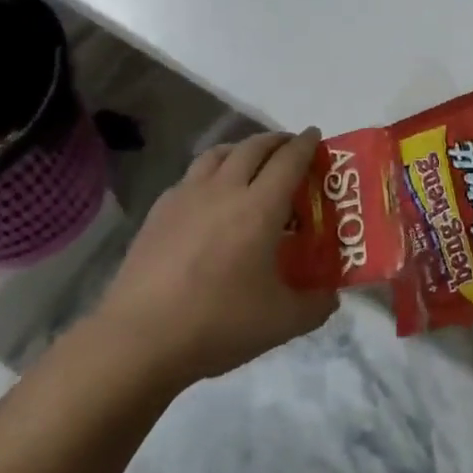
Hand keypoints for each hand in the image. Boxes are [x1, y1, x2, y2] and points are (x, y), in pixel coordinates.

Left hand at [96, 129, 337, 386]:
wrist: (140, 338)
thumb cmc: (219, 323)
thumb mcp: (282, 322)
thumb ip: (316, 305)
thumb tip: (331, 296)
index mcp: (259, 208)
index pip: (289, 160)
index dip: (306, 144)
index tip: (316, 135)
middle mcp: (224, 190)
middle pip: (253, 147)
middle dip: (276, 141)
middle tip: (289, 147)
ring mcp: (186, 196)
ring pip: (217, 154)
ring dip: (241, 149)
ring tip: (250, 161)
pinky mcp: (159, 211)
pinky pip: (191, 176)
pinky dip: (210, 173)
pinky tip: (209, 196)